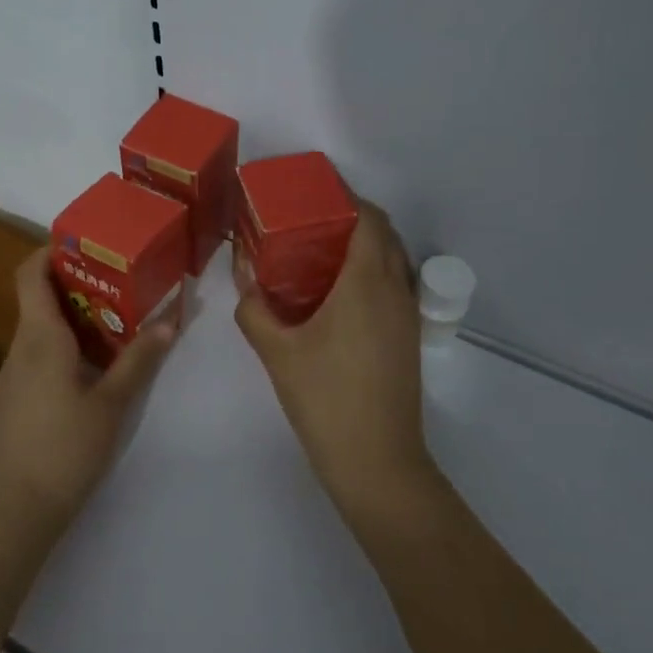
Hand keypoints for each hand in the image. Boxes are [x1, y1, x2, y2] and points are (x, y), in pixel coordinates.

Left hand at [0, 251, 176, 534]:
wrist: (12, 509)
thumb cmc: (63, 448)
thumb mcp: (111, 403)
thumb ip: (139, 360)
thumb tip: (170, 321)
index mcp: (40, 336)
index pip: (32, 272)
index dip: (53, 250)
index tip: (89, 245)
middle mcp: (21, 346)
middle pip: (41, 298)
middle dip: (80, 285)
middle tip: (123, 283)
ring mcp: (14, 374)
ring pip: (43, 329)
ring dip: (77, 319)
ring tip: (120, 321)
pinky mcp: (15, 398)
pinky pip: (40, 356)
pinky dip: (67, 348)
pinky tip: (96, 368)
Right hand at [234, 199, 433, 512]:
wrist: (376, 462)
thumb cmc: (325, 398)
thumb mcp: (277, 352)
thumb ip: (254, 309)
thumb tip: (244, 281)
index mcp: (367, 282)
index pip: (369, 218)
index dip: (346, 197)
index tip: (314, 190)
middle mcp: (396, 290)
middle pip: (384, 235)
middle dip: (352, 218)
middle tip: (308, 219)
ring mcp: (407, 317)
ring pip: (393, 261)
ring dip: (364, 246)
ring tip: (319, 251)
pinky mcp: (408, 339)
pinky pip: (393, 286)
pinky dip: (370, 273)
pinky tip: (335, 294)